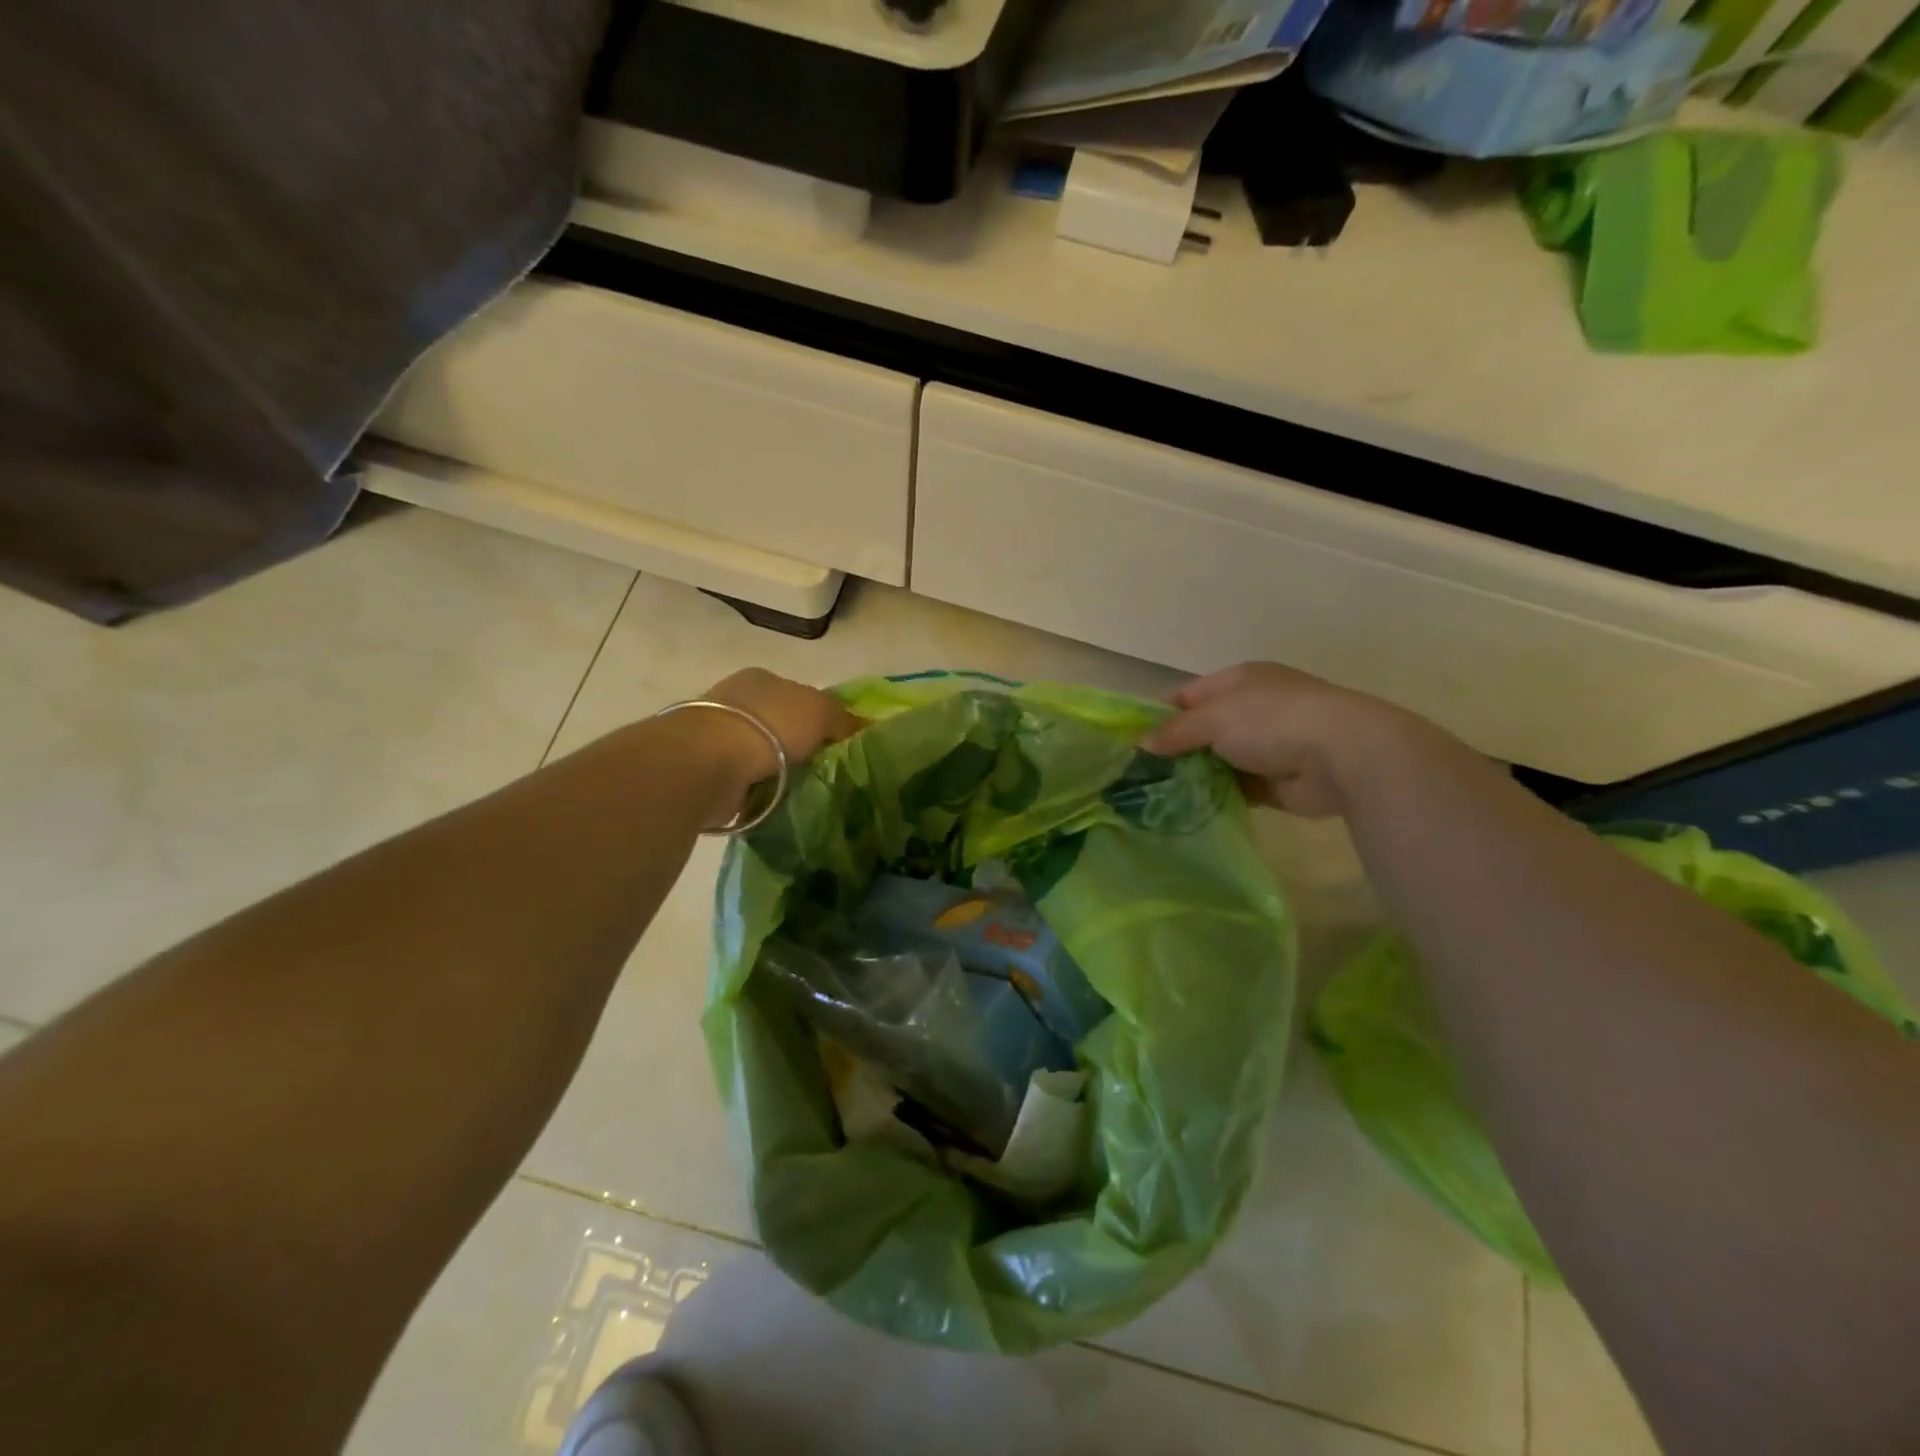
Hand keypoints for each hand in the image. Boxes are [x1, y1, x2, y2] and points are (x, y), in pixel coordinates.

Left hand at [701, 667, 861, 789]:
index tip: (839, 742)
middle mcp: (737, 703)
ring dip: (782, 772)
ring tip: (809, 792)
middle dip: (801, 746)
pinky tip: (781, 802)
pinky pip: (748, 782)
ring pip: (764, 755)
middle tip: (829, 770)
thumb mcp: (821, 711)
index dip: (821, 716)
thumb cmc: (769, 724)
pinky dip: (763, 792)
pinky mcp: (709, 770)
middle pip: (781, 725)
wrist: (709, 761)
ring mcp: (720, 737)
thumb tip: (863, 727)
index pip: (798, 695)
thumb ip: (843, 719)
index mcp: (762, 679)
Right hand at [1140, 662, 1456, 817]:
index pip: (1187, 695)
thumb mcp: (1213, 717)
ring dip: (1194, 777)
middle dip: (1173, 751)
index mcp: (1239, 682)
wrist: (1342, 756)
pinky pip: (1235, 790)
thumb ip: (1175, 731)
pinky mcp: (1275, 783)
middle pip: (1201, 730)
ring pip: (1217, 762)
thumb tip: (1141, 743)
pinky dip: (1216, 798)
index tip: (1131, 741)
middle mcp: (1252, 710)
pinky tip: (1188, 810)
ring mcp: (1266, 747)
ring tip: (1155, 797)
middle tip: (1137, 775)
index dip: (1159, 715)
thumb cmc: (1272, 720)